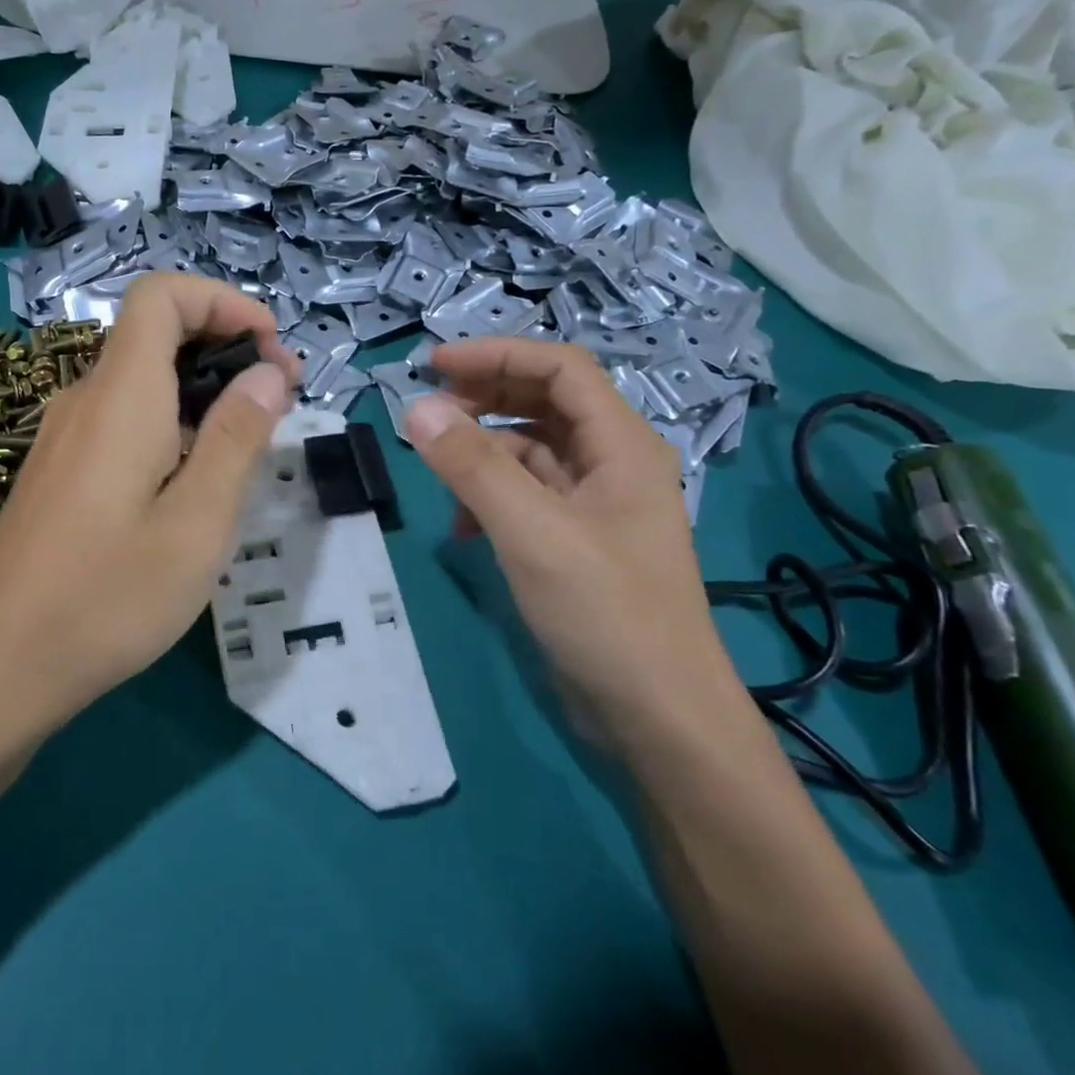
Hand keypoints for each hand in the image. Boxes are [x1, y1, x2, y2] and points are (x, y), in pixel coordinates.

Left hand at [0, 274, 297, 729]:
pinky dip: (172, 422)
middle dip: (225, 347)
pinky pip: (124, 420)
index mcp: (121, 396)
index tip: (271, 348)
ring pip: (142, 380)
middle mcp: (86, 400)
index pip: (160, 295)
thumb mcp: (196, 524)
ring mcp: (66, 437)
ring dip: (202, 390)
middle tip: (279, 400)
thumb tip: (267, 373)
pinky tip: (194, 483)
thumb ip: (235, 438)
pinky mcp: (61, 471)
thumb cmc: (106, 596)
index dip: (221, 300)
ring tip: (249, 445)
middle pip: (155, 334)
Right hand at [403, 339, 749, 752]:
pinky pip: (525, 495)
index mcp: (621, 444)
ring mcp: (594, 504)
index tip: (433, 365)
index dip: (497, 355)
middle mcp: (612, 463)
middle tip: (426, 410)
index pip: (559, 368)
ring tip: (438, 470)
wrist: (658, 720)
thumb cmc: (607, 614)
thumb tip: (416, 408)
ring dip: (482, 451)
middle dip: (483, 397)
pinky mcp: (575, 540)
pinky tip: (461, 528)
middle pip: (543, 402)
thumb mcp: (533, 533)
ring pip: (529, 450)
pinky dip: (489, 498)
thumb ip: (474, 467)